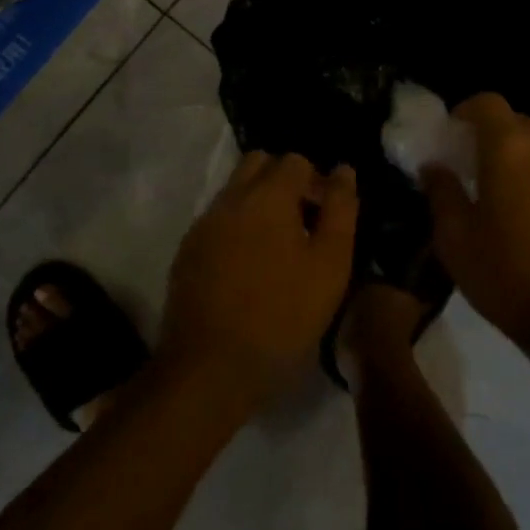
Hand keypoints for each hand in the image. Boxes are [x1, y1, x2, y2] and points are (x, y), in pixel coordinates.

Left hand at [159, 151, 357, 407]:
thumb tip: (343, 171)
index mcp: (267, 194)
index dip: (316, 181)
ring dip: (258, 204)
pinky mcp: (186, 253)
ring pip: (235, 191)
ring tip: (277, 248)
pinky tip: (248, 268)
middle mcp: (230, 198)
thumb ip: (341, 210)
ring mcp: (203, 225)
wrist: (209, 369)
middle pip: (259, 164)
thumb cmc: (282, 316)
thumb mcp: (330, 265)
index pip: (295, 161)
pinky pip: (217, 221)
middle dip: (283, 181)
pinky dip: (237, 228)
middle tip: (302, 222)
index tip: (326, 216)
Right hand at [424, 94, 529, 349]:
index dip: (465, 112)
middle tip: (474, 172)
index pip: (486, 103)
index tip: (451, 138)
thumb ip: (441, 192)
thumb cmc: (510, 275)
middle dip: (491, 138)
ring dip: (521, 159)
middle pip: (515, 122)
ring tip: (508, 198)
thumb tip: (434, 166)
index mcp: (510, 146)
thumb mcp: (456, 240)